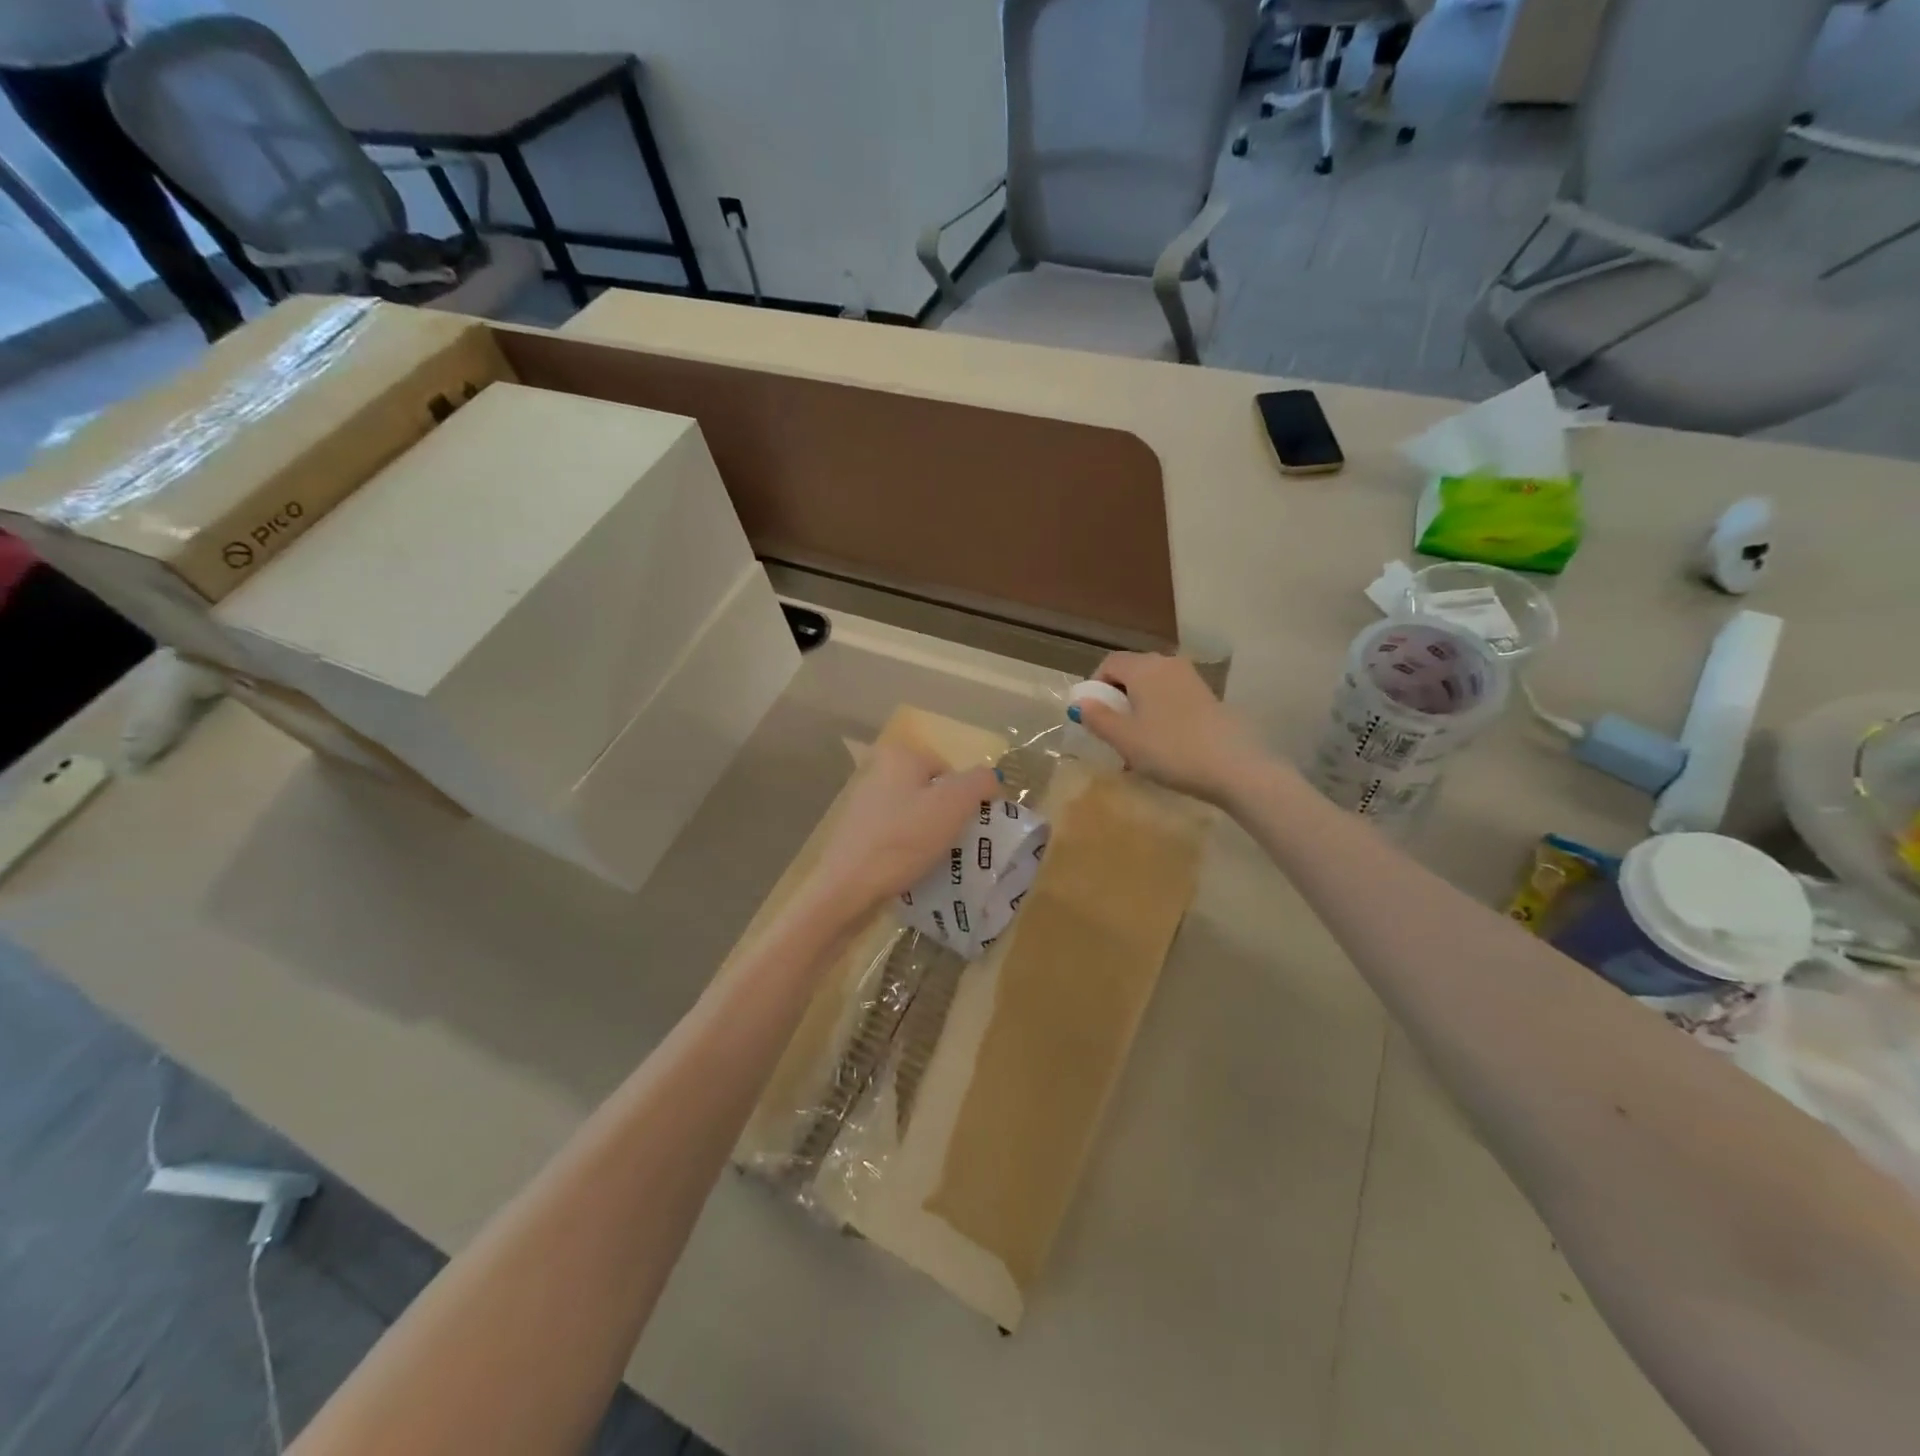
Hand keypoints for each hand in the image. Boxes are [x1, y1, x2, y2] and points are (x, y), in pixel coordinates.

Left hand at [803, 741, 999, 925]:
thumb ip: (980, 783)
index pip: (951, 771)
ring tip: (933, 859)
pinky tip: (910, 867)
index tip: (965, 828)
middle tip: (952, 844)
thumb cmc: (903, 839)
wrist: (847, 886)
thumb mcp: (954, 805)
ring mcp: (864, 801)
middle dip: (946, 818)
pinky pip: (896, 833)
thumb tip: (992, 779)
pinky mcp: (856, 830)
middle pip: (932, 792)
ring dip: (928, 835)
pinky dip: (907, 847)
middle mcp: (878, 769)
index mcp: (901, 755)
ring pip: (915, 814)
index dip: (966, 800)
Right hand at [1074, 653, 1268, 805]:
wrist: (1233, 766)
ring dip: (1138, 709)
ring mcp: (1192, 679)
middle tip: (1111, 732)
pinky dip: (1160, 714)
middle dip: (1117, 699)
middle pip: (1132, 673)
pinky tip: (1162, 745)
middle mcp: (1168, 664)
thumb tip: (1081, 703)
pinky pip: (1172, 698)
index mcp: (1144, 667)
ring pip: (1153, 687)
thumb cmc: (1170, 749)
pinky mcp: (1208, 697)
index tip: (1092, 716)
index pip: (1109, 663)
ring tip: (1136, 743)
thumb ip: (1098, 718)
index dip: (1095, 686)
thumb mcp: (1125, 738)